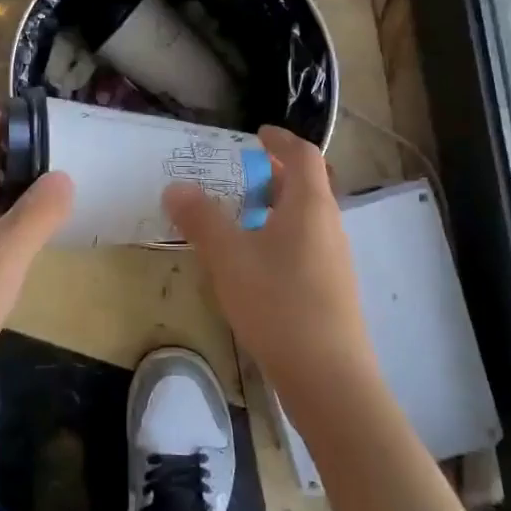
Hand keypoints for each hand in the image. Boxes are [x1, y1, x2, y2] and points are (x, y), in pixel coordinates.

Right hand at [163, 126, 380, 424]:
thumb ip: (201, 218)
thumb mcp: (229, 257)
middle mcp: (329, 225)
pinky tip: (253, 266)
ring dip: (273, 210)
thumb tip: (176, 187)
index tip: (257, 134)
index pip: (303, 155)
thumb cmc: (278, 303)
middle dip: (272, 176)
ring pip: (304, 219)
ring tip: (237, 221)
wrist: (328, 376)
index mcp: (310, 206)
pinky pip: (304, 246)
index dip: (281, 139)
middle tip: (237, 179)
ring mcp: (334, 260)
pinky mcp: (331, 289)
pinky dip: (279, 238)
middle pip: (306, 186)